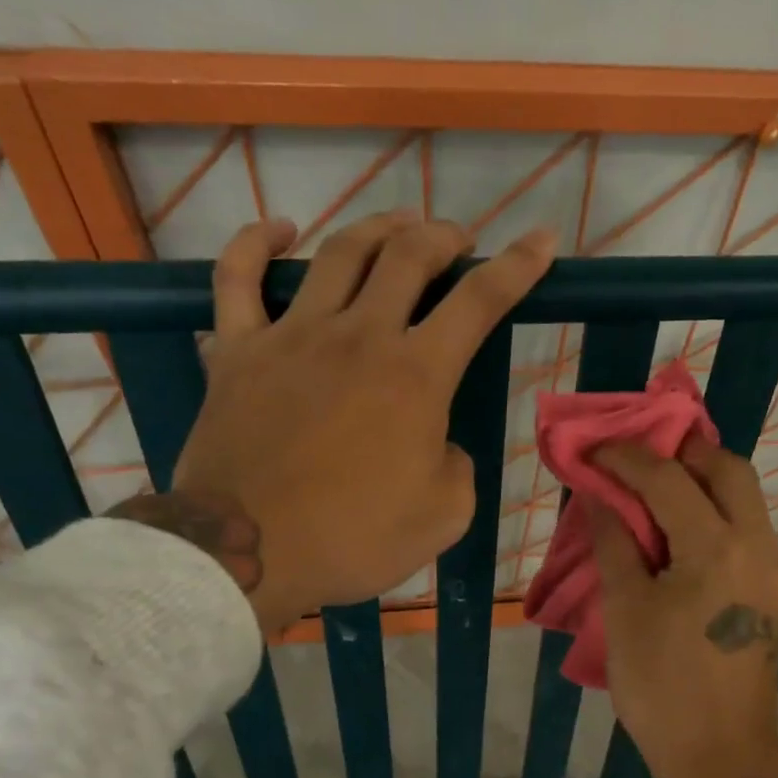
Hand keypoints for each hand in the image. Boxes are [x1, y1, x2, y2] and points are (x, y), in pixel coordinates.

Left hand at [114, 212, 555, 633]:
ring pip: (339, 253)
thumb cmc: (353, 539)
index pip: (480, 300)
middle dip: (443, 237)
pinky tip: (278, 229)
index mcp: (416, 375)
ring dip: (377, 228)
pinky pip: (237, 278)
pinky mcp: (238, 350)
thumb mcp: (443, 516)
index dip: (518, 265)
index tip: (541, 239)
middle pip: (409, 255)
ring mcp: (293, 335)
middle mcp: (359, 336)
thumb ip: (456, 466)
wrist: (249, 552)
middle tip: (457, 241)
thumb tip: (436, 442)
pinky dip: (255, 243)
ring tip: (397, 225)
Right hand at [588, 436, 777, 777]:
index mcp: (716, 549)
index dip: (627, 457)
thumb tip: (602, 497)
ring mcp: (773, 569)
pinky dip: (712, 510)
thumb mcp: (625, 611)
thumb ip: (615, 543)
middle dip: (682, 452)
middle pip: (728, 469)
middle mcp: (757, 547)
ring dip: (700, 480)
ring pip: (744, 497)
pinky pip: (745, 528)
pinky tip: (677, 526)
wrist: (722, 756)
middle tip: (637, 458)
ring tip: (653, 486)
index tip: (595, 449)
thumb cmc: (662, 687)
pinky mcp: (773, 591)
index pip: (669, 479)